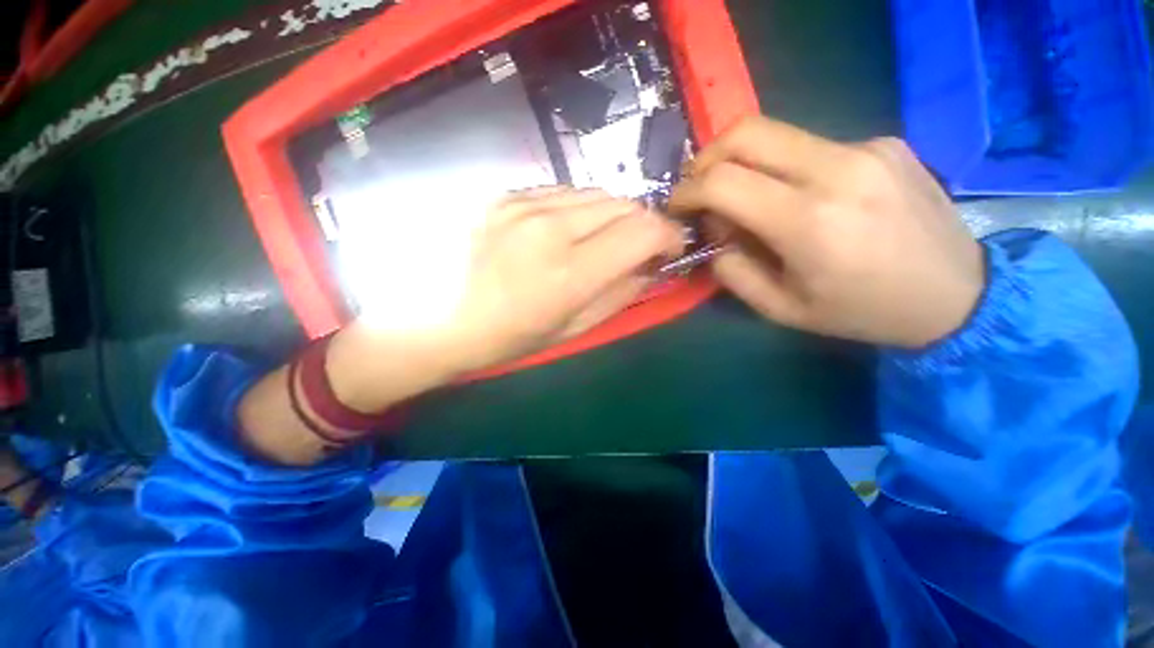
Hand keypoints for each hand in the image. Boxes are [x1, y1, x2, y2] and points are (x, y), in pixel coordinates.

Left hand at [441, 187, 683, 371]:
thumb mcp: (573, 328)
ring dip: (613, 215)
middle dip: (644, 224)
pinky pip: (564, 192)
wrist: (440, 320)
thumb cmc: (509, 337)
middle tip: (639, 248)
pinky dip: (581, 209)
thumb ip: (620, 292)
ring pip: (596, 193)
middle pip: (624, 204)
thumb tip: (650, 266)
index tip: (671, 248)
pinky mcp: (506, 195)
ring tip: (603, 240)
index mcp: (568, 272)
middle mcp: (549, 227)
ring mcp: (523, 204)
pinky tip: (568, 230)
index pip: (643, 231)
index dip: (669, 235)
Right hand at [669, 116, 983, 347]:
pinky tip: (798, 197)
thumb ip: (733, 270)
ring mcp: (866, 147)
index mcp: (809, 222)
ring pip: (775, 134)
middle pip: (746, 132)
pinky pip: (810, 146)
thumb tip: (714, 233)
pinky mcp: (883, 142)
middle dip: (706, 159)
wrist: (958, 294)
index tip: (678, 207)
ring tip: (746, 200)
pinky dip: (783, 168)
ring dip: (743, 164)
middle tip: (699, 189)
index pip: (723, 181)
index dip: (687, 191)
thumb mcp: (782, 309)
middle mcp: (838, 169)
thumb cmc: (862, 311)